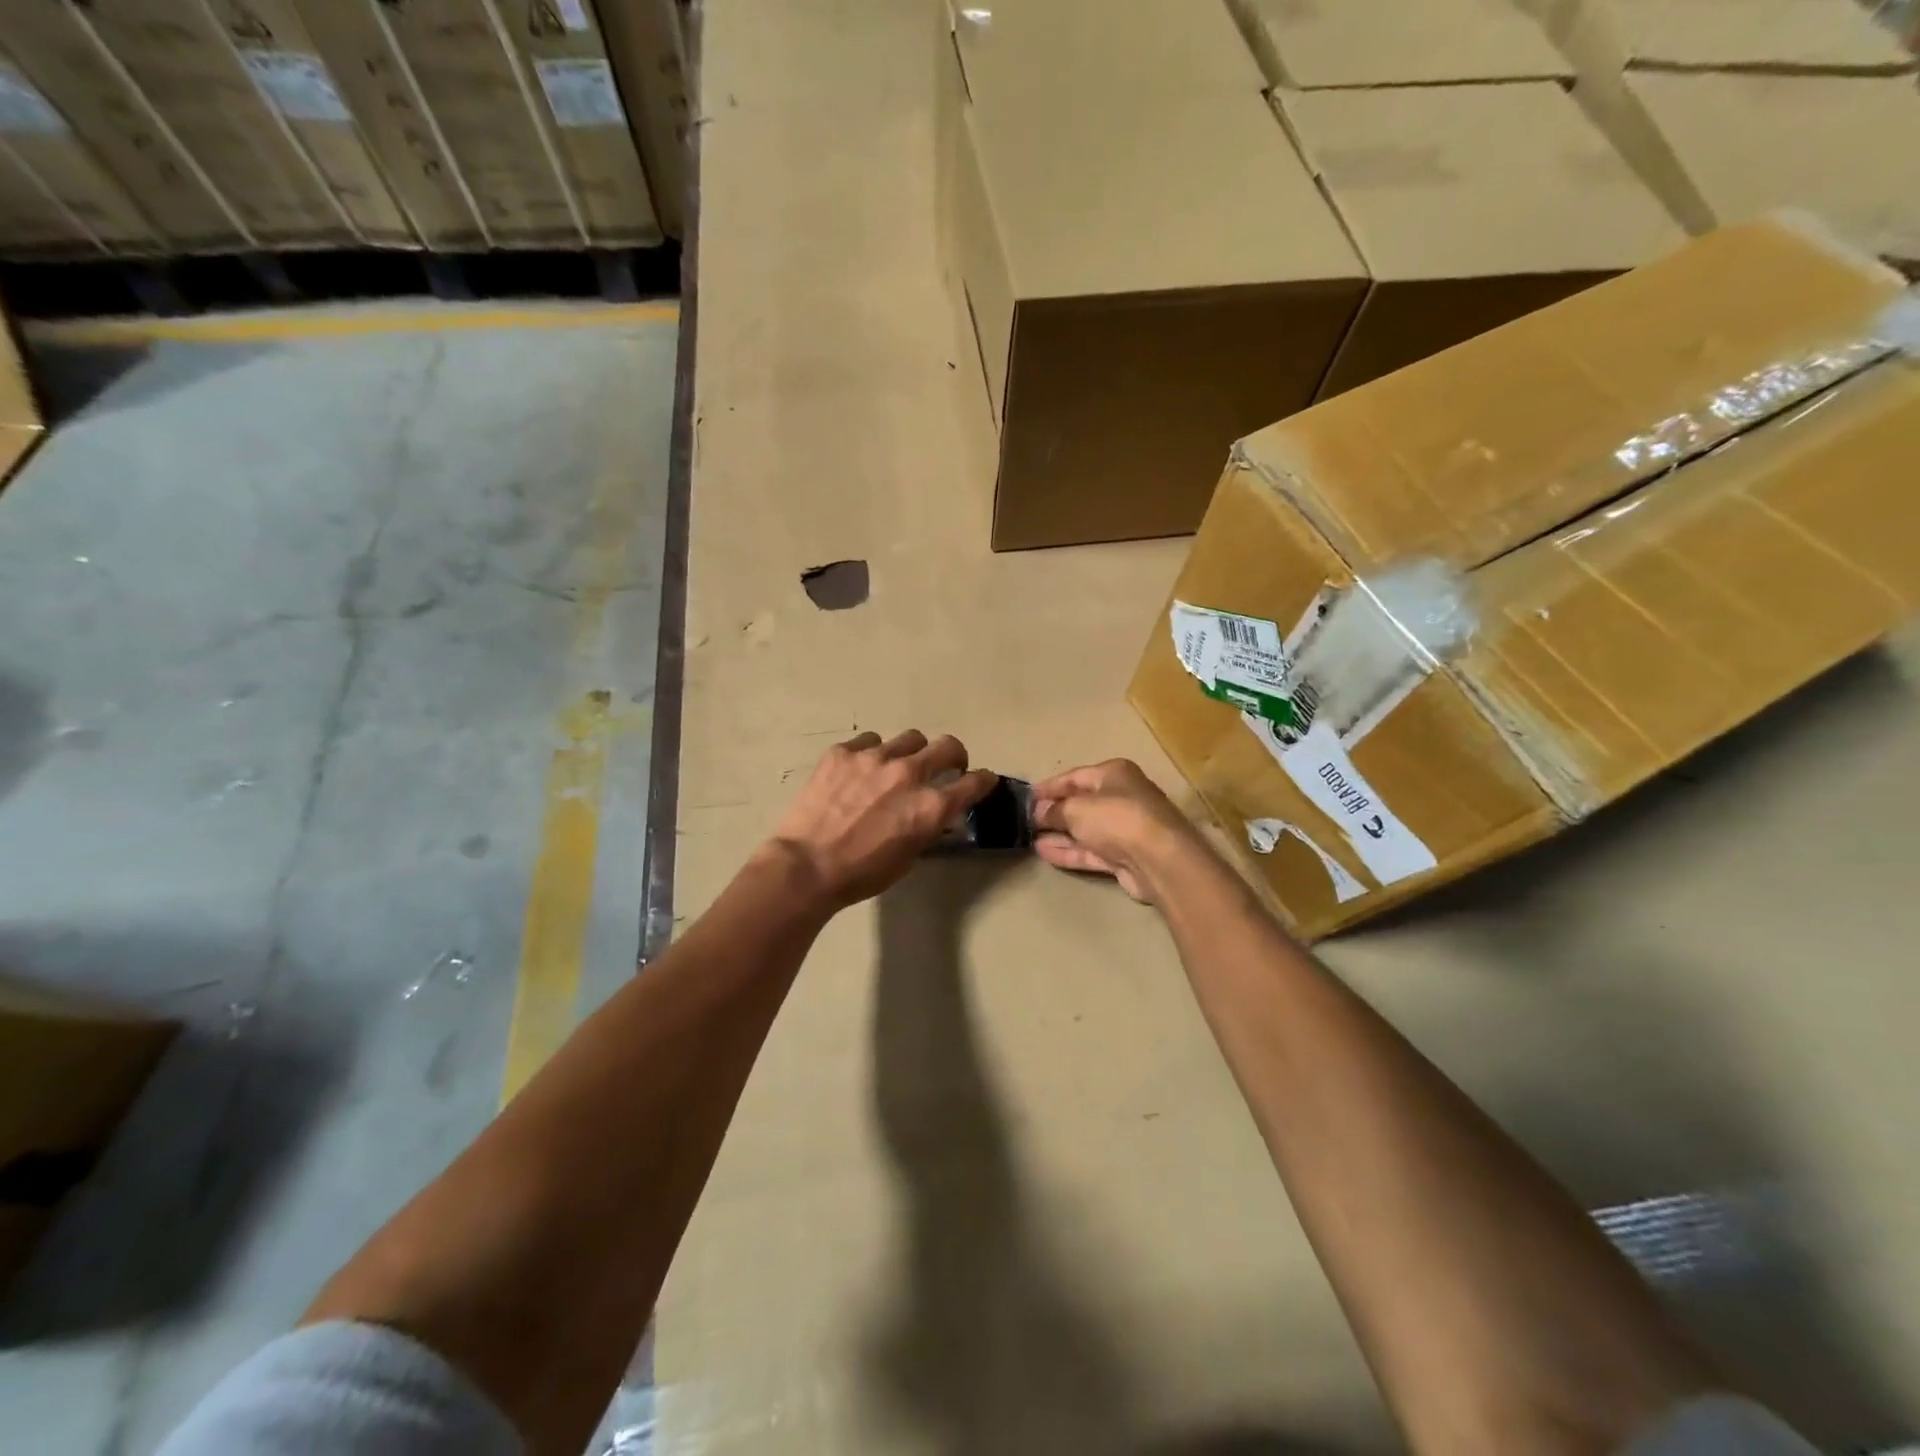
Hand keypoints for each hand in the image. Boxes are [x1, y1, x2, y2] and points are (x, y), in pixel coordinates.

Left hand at [767, 730, 996, 910]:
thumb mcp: (908, 857)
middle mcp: (909, 774)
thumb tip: (937, 813)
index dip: (983, 781)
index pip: (975, 782)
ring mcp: (874, 757)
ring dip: (911, 752)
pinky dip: (872, 754)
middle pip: (948, 746)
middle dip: (953, 756)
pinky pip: (869, 741)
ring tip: (896, 767)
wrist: (805, 866)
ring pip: (910, 738)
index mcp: (931, 806)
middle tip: (945, 767)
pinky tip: (859, 771)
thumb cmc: (861, 874)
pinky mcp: (843, 752)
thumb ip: (928, 827)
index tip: (980, 781)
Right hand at [1031, 759, 1204, 903]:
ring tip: (1029, 838)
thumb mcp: (1076, 808)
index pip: (1075, 776)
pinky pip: (1090, 851)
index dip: (1049, 787)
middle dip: (1054, 812)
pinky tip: (1044, 852)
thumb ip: (1054, 810)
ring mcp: (1124, 829)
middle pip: (1081, 802)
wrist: (1159, 860)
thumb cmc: (1117, 818)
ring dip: (1059, 834)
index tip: (1025, 797)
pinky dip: (1069, 851)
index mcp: (1114, 774)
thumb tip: (1038, 812)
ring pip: (1085, 829)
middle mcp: (1122, 797)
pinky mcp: (1124, 857)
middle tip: (1025, 820)